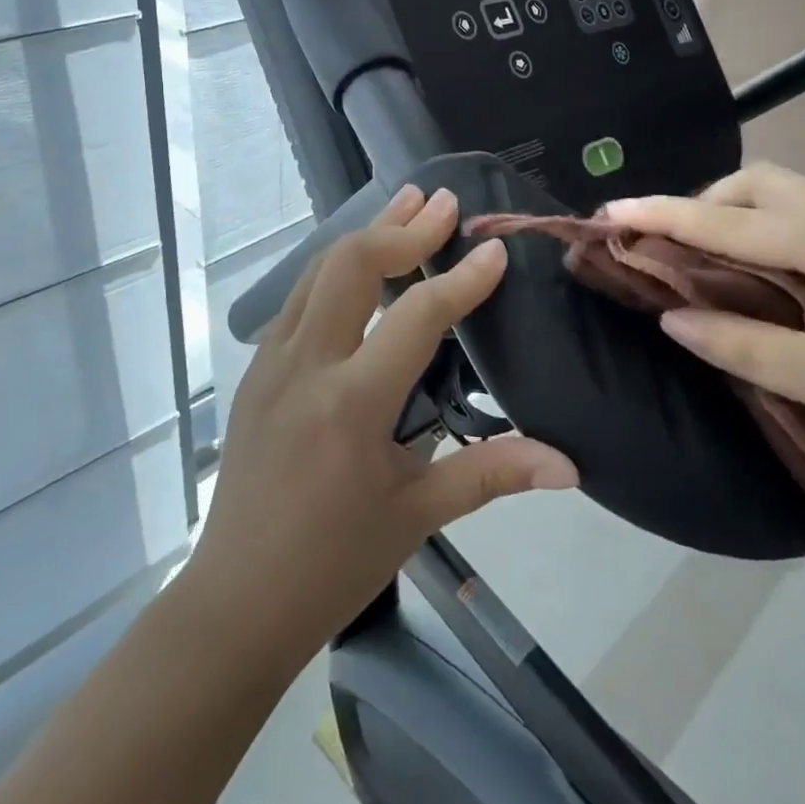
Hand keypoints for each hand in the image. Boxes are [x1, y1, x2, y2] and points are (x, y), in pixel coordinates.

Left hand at [186, 185, 577, 660]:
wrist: (236, 601)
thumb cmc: (334, 563)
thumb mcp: (417, 515)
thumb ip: (492, 473)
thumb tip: (568, 465)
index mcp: (351, 404)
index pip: (414, 317)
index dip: (460, 279)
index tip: (494, 249)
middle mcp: (305, 366)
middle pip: (351, 265)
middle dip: (402, 228)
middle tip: (444, 202)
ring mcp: (271, 362)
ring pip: (317, 270)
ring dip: (366, 234)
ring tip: (406, 205)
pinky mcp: (256, 369)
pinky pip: (299, 297)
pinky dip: (336, 267)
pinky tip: (361, 265)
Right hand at [604, 163, 804, 488]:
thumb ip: (747, 346)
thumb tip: (672, 320)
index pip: (736, 222)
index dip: (668, 216)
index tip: (612, 210)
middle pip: (762, 184)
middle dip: (703, 202)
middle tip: (664, 242)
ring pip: (785, 196)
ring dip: (732, 214)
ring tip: (699, 256)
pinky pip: (804, 219)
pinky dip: (761, 231)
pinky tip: (752, 269)